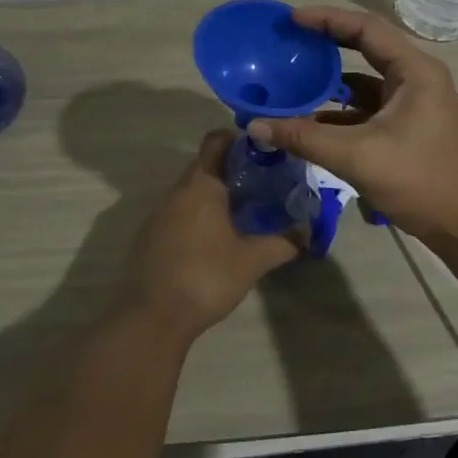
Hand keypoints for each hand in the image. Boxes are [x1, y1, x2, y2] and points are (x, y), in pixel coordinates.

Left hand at [130, 131, 298, 338]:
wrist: (151, 318)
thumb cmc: (206, 278)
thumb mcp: (252, 261)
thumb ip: (283, 243)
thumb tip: (307, 232)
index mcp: (201, 186)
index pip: (216, 141)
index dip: (239, 139)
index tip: (263, 151)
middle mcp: (176, 192)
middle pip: (204, 165)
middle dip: (232, 170)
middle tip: (263, 184)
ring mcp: (158, 215)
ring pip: (191, 192)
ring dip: (214, 195)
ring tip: (243, 212)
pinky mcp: (149, 237)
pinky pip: (178, 213)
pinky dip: (198, 216)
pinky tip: (214, 239)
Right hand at [247, 7, 457, 246]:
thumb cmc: (419, 181)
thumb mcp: (356, 156)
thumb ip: (304, 137)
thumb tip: (254, 125)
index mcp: (414, 71)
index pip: (366, 28)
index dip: (327, 19)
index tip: (291, 20)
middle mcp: (417, 78)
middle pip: (366, 48)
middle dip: (327, 43)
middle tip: (289, 40)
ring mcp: (413, 103)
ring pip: (365, 80)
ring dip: (331, 80)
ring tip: (292, 77)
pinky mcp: (407, 127)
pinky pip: (368, 107)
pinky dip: (340, 109)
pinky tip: (309, 119)